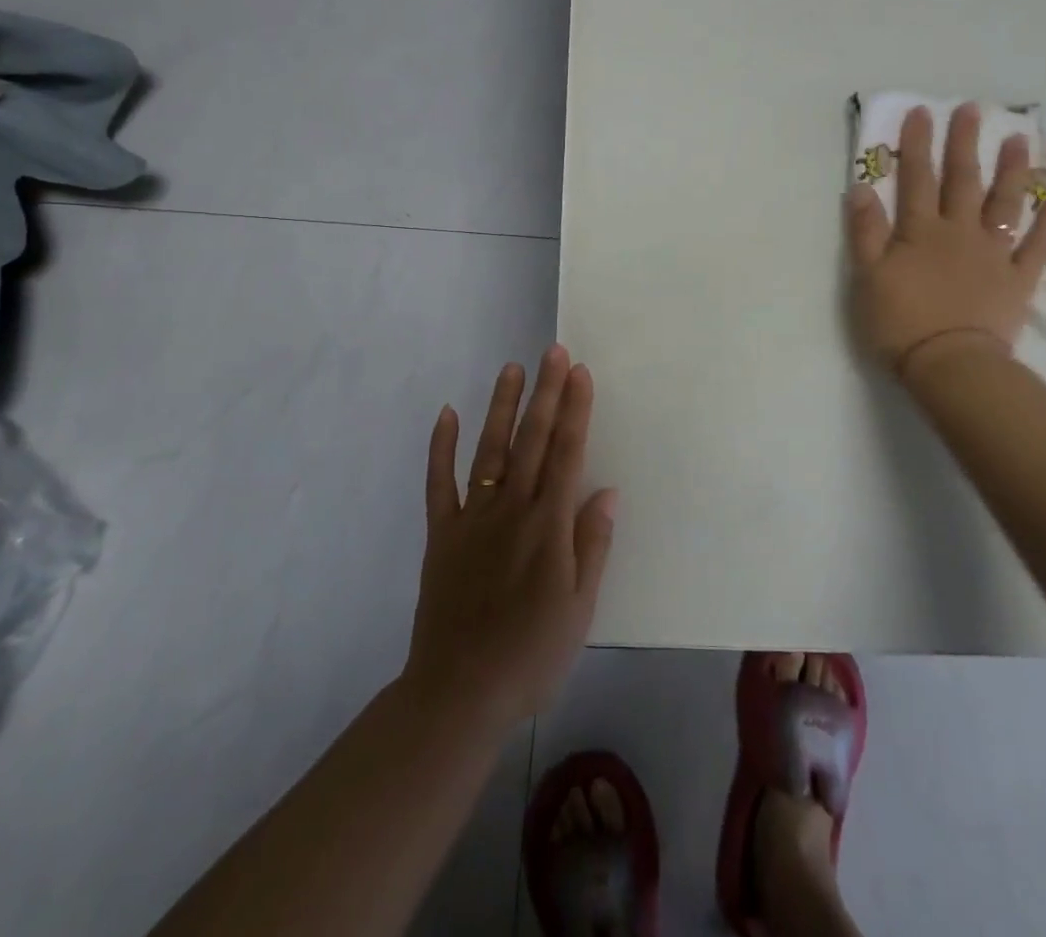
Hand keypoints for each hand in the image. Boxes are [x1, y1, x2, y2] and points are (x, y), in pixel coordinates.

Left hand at [402, 347, 617, 729]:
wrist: (459, 693)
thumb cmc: (531, 656)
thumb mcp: (579, 610)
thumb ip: (592, 546)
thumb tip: (606, 492)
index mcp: (548, 527)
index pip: (567, 454)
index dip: (575, 410)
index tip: (580, 373)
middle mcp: (511, 510)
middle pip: (533, 441)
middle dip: (546, 393)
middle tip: (554, 352)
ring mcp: (472, 518)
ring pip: (490, 450)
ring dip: (502, 407)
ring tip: (512, 369)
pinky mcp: (441, 534)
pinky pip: (439, 483)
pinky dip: (441, 447)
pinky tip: (447, 413)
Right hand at [844, 102, 1045, 378]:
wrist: (950, 364)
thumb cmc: (900, 322)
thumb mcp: (867, 276)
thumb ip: (865, 231)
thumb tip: (861, 186)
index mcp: (920, 231)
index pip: (916, 179)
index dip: (916, 145)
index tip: (921, 112)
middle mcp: (960, 232)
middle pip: (962, 181)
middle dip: (963, 143)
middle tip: (970, 109)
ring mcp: (994, 253)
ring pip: (1004, 203)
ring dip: (1011, 169)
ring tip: (1018, 139)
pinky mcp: (1018, 278)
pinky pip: (1039, 244)